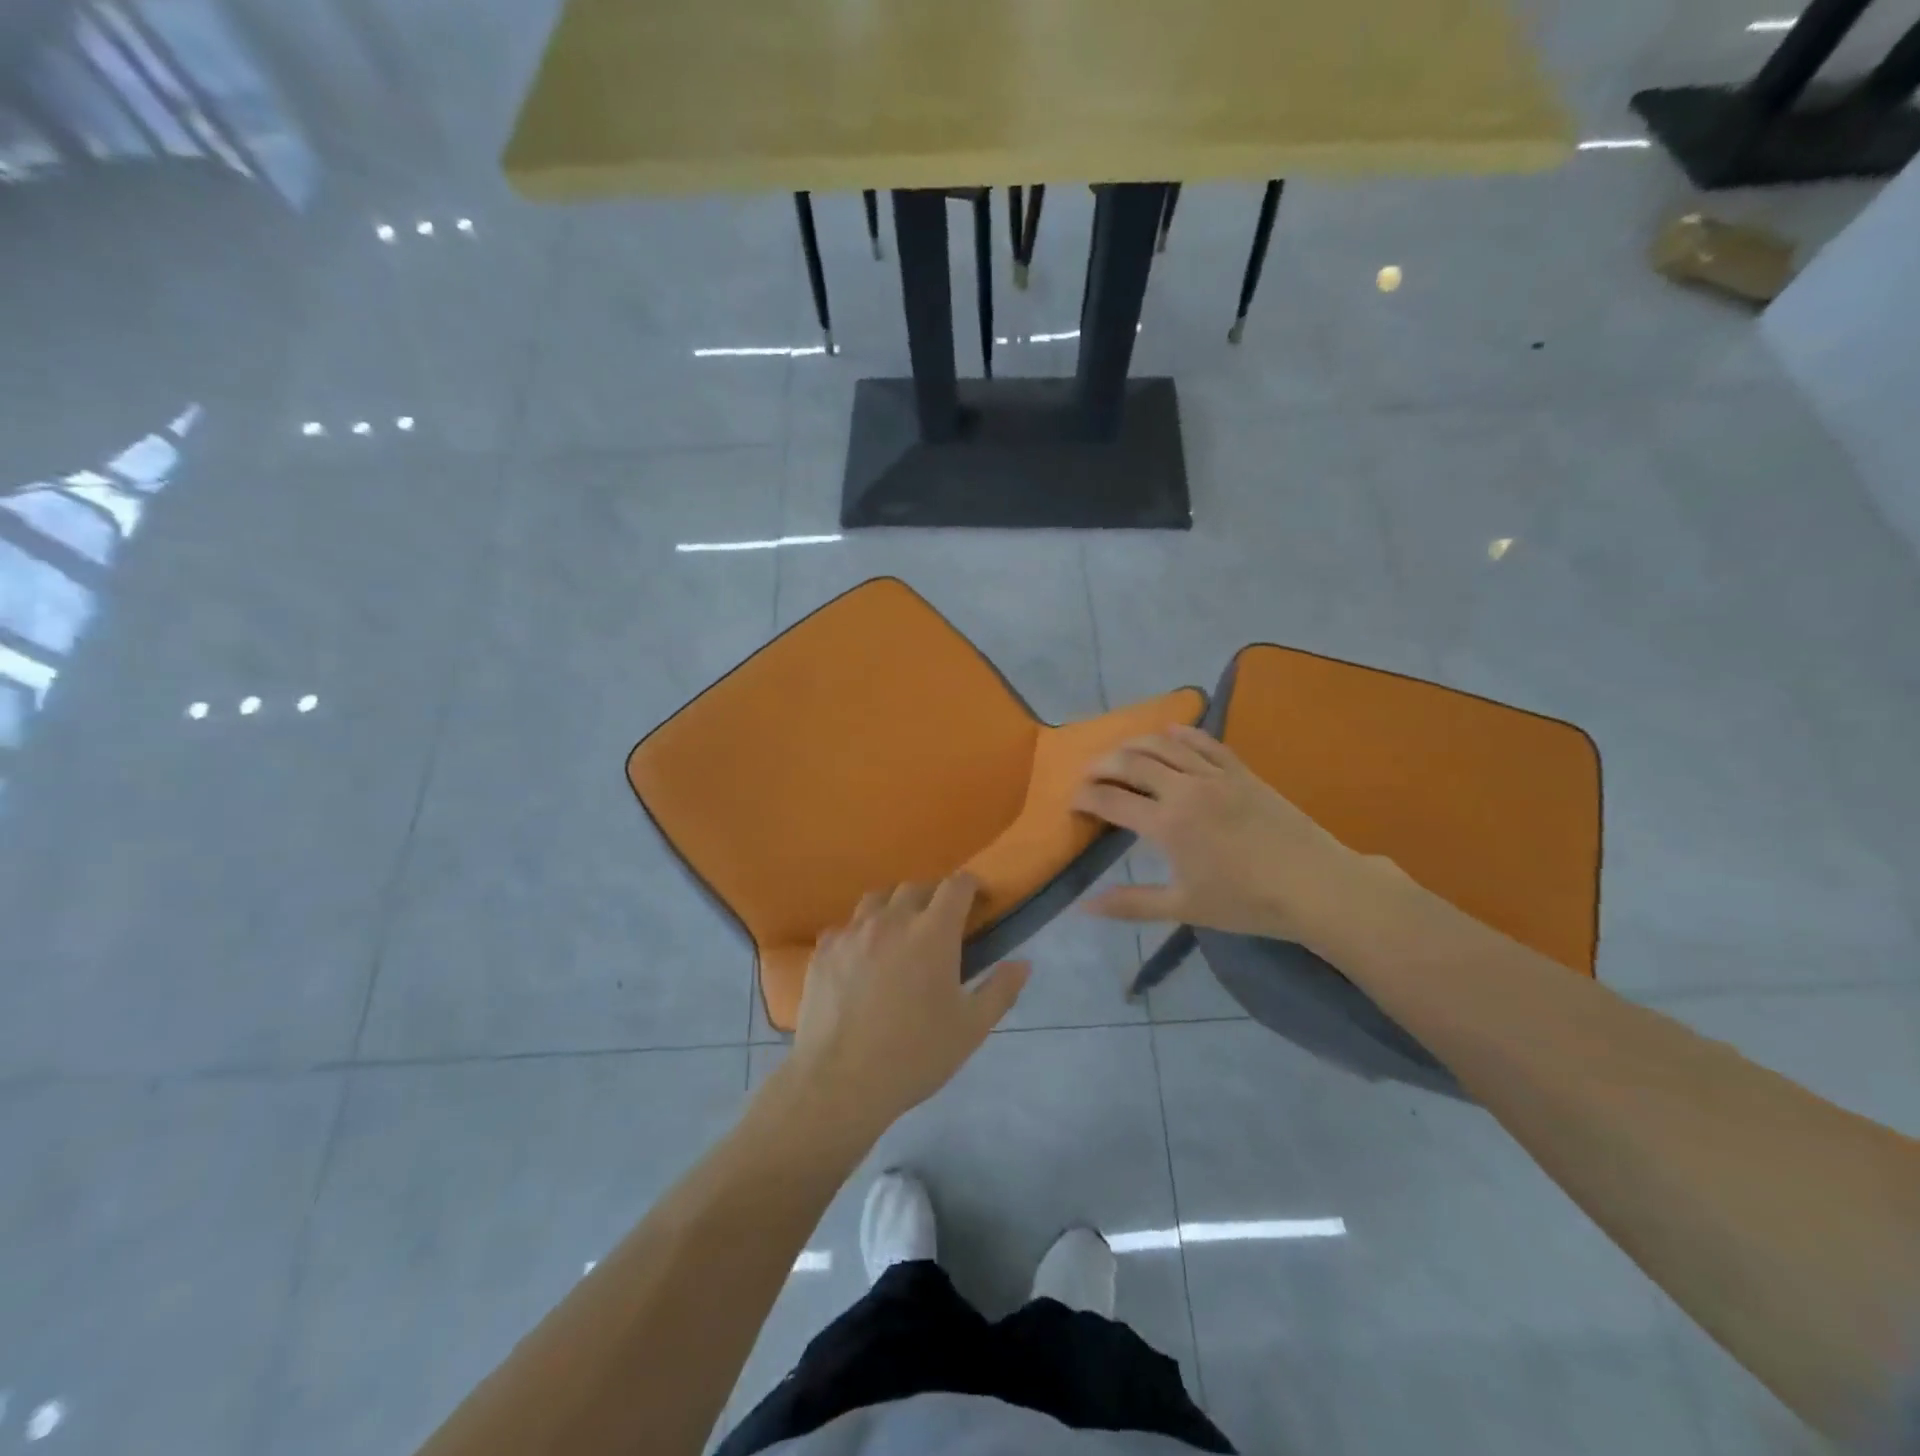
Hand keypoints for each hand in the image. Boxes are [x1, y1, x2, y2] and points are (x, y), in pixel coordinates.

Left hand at [788, 876, 1028, 1134]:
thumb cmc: (915, 1055)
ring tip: (898, 932)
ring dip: (893, 907)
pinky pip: (844, 927)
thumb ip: (1000, 990)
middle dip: (932, 897)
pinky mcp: (823, 951)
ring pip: (876, 899)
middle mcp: (892, 920)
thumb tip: (1023, 964)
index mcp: (933, 932)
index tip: (978, 900)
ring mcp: (852, 932)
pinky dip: (858, 933)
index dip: (970, 886)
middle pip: (915, 888)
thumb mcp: (971, 1028)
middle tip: (939, 923)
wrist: (841, 1082)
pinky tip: (860, 958)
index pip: (956, 886)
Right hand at [1072, 725, 1381, 944]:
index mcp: (1167, 824)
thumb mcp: (1184, 908)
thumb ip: (1131, 903)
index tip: (1072, 803)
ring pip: (1163, 744)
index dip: (1084, 798)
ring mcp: (1215, 775)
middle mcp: (1185, 789)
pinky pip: (1204, 742)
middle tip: (1087, 775)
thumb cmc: (1247, 902)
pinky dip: (1180, 733)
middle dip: (1101, 764)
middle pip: (1131, 762)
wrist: (1316, 886)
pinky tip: (1168, 733)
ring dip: (1133, 744)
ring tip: (1118, 752)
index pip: (1111, 800)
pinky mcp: (1241, 771)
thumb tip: (1085, 906)